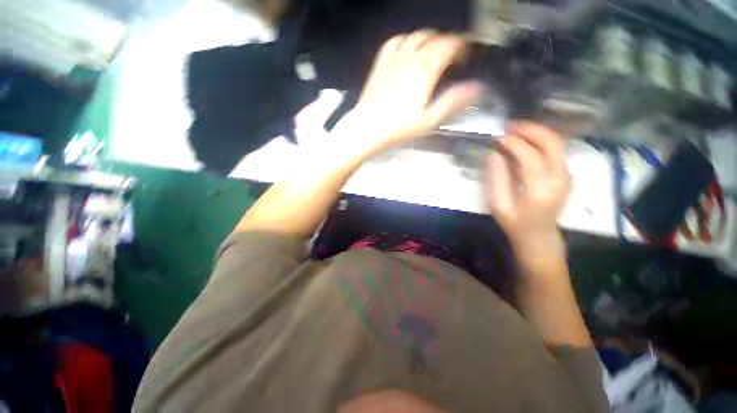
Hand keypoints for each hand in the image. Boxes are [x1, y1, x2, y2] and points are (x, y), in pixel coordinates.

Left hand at [338, 31, 483, 156]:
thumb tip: (476, 87)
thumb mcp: (429, 120)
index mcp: (425, 70)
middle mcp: (411, 58)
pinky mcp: (381, 63)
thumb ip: (452, 101)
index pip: (449, 46)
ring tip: (434, 50)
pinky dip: (406, 40)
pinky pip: (395, 41)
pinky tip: (408, 48)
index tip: (466, 53)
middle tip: (452, 55)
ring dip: (429, 38)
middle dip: (448, 42)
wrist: (368, 128)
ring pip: (416, 36)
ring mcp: (394, 59)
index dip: (461, 46)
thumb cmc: (398, 128)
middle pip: (434, 39)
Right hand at [486, 122, 570, 264]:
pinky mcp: (565, 174)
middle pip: (552, 143)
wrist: (539, 237)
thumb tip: (494, 154)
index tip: (497, 137)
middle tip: (509, 127)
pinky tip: (524, 142)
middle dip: (530, 130)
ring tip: (514, 132)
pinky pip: (555, 150)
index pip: (530, 156)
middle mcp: (560, 179)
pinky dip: (539, 141)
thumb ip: (496, 179)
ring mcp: (566, 175)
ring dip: (536, 133)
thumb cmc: (515, 223)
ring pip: (556, 143)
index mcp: (541, 190)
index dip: (514, 143)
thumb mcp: (499, 205)